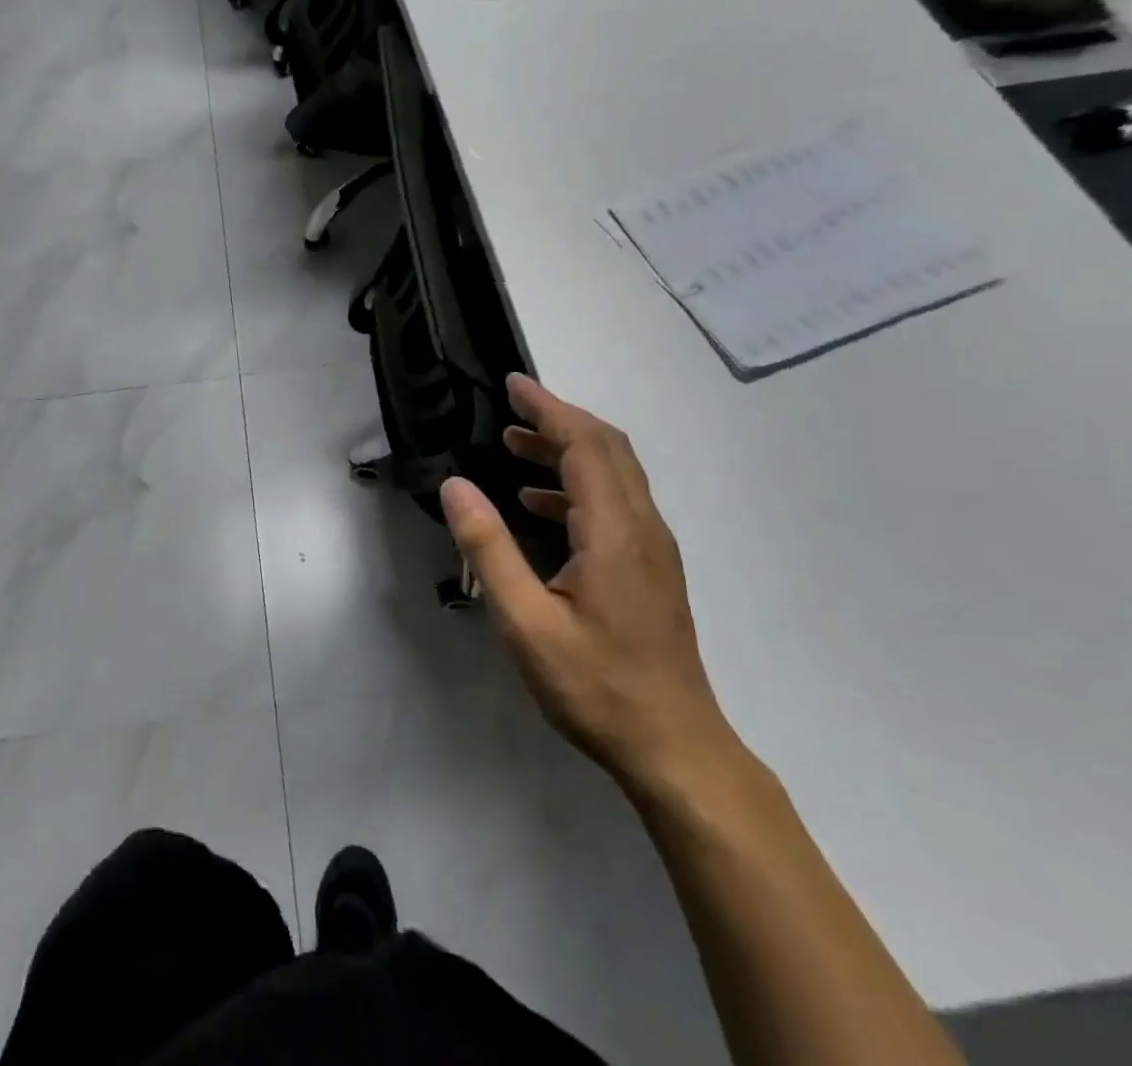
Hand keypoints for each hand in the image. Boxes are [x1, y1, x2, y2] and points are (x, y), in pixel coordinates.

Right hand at [440, 375, 735, 796]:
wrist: (675, 748)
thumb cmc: (596, 686)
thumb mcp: (526, 622)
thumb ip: (489, 548)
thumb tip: (455, 486)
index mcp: (615, 531)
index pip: (584, 445)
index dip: (548, 408)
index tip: (512, 384)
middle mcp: (642, 527)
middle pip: (607, 448)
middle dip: (559, 418)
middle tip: (512, 405)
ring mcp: (652, 548)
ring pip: (615, 474)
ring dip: (568, 449)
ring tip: (517, 445)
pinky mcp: (651, 568)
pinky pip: (616, 502)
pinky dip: (577, 485)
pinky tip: (539, 504)